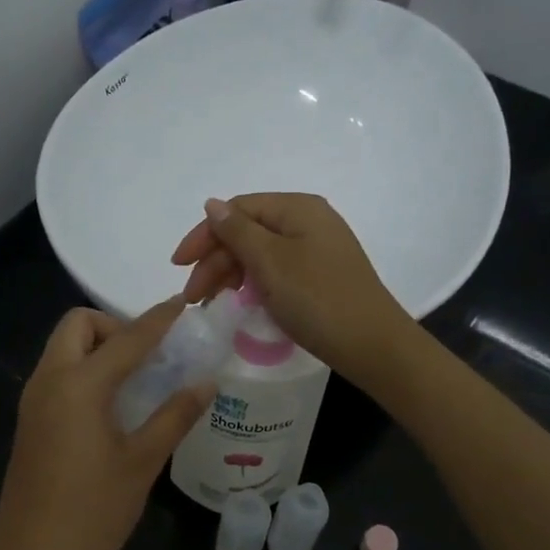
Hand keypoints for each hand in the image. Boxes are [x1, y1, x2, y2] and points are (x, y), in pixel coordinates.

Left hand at [0, 300, 215, 549]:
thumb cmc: (92, 513)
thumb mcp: (142, 463)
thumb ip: (175, 416)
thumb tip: (206, 382)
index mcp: (78, 385)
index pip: (126, 338)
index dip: (158, 320)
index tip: (183, 306)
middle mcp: (49, 381)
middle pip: (78, 326)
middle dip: (114, 326)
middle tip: (150, 356)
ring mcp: (33, 402)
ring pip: (64, 349)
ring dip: (99, 348)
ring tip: (140, 378)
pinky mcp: (30, 423)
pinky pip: (58, 375)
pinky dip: (86, 371)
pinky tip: (115, 405)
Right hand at [172, 194, 414, 385]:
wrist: (371, 344)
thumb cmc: (317, 298)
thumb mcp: (271, 262)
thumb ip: (237, 231)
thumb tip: (212, 204)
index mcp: (297, 208)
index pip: (238, 210)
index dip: (204, 235)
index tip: (178, 266)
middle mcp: (308, 221)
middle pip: (248, 231)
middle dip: (215, 261)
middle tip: (193, 297)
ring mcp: (316, 249)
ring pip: (260, 254)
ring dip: (230, 275)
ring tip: (210, 304)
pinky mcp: (320, 276)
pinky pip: (276, 271)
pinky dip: (253, 284)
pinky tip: (240, 303)